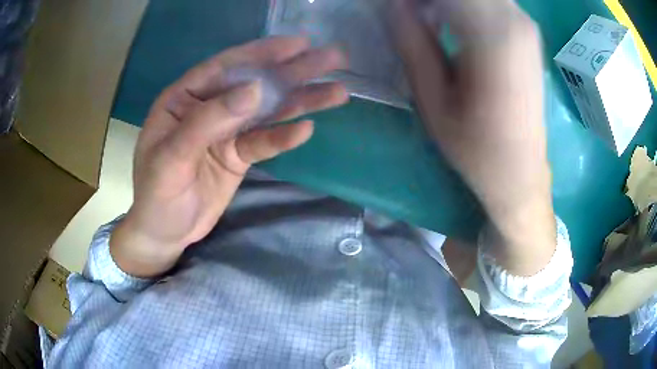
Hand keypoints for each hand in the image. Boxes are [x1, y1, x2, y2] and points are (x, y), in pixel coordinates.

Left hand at [111, 37, 348, 277]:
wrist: (164, 232)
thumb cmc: (156, 194)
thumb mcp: (172, 156)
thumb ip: (209, 120)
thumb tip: (255, 88)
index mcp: (184, 98)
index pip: (226, 67)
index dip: (262, 53)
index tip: (300, 44)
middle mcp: (208, 108)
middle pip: (254, 85)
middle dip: (292, 71)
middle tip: (333, 59)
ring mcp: (226, 132)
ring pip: (266, 112)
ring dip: (300, 100)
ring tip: (337, 91)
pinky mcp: (238, 155)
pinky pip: (264, 142)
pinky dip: (283, 137)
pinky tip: (306, 128)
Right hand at [394, 0, 555, 274]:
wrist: (520, 171)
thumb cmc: (476, 147)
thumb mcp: (433, 100)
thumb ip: (412, 41)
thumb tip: (392, 4)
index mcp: (494, 37)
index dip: (414, 0)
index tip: (393, 10)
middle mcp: (516, 21)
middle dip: (429, 0)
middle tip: (408, 15)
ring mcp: (525, 25)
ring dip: (445, 3)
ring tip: (425, 21)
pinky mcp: (527, 33)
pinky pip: (489, 1)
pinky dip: (462, 5)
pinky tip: (448, 23)